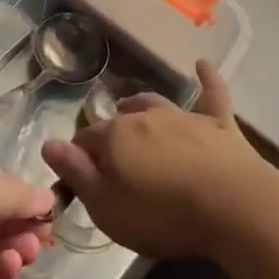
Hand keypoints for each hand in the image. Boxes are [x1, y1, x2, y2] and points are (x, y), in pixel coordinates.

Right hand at [41, 60, 271, 259]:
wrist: (230, 206)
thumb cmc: (162, 214)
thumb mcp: (107, 206)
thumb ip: (77, 173)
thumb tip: (47, 144)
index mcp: (115, 137)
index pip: (85, 141)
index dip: (80, 159)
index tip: (81, 178)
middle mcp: (145, 117)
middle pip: (119, 120)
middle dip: (110, 132)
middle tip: (111, 153)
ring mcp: (184, 117)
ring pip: (155, 103)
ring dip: (141, 106)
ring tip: (133, 109)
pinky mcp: (219, 123)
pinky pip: (212, 93)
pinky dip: (207, 78)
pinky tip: (203, 64)